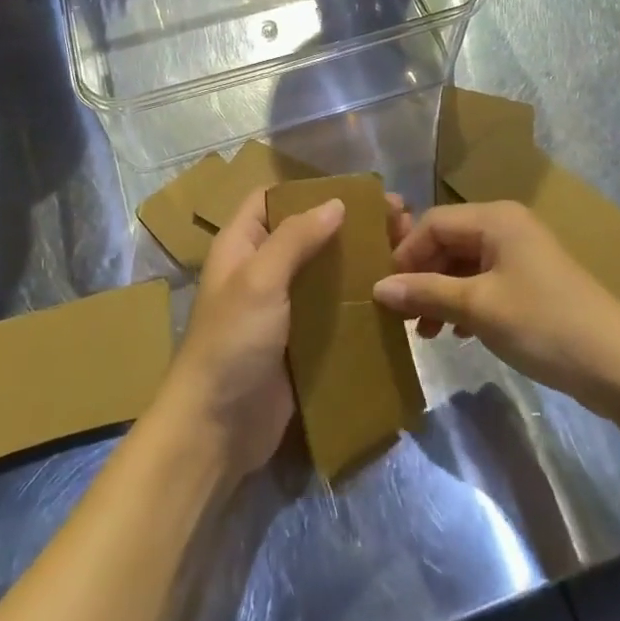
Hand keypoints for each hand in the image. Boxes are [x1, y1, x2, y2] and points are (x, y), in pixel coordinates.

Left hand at [162, 186, 411, 478]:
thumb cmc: (232, 342)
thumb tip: (336, 203)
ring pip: (324, 271)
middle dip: (348, 224)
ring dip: (358, 260)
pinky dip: (358, 299)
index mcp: (242, 244)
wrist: (216, 431)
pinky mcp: (300, 341)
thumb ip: (296, 238)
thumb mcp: (259, 279)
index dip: (311, 189)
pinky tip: (391, 296)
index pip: (274, 198)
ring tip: (403, 253)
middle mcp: (261, 269)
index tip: (358, 190)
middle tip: (398, 222)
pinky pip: (332, 309)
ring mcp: (282, 307)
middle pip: (308, 233)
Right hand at [372, 199, 619, 411]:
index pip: (433, 223)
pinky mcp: (533, 281)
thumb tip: (378, 288)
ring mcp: (522, 253)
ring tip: (428, 332)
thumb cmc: (543, 325)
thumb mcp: (479, 308)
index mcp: (495, 218)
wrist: (619, 366)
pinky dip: (466, 302)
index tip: (388, 293)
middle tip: (405, 317)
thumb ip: (426, 293)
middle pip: (449, 241)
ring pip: (465, 263)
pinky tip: (459, 333)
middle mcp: (507, 225)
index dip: (406, 255)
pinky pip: (486, 280)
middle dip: (423, 277)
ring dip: (442, 293)